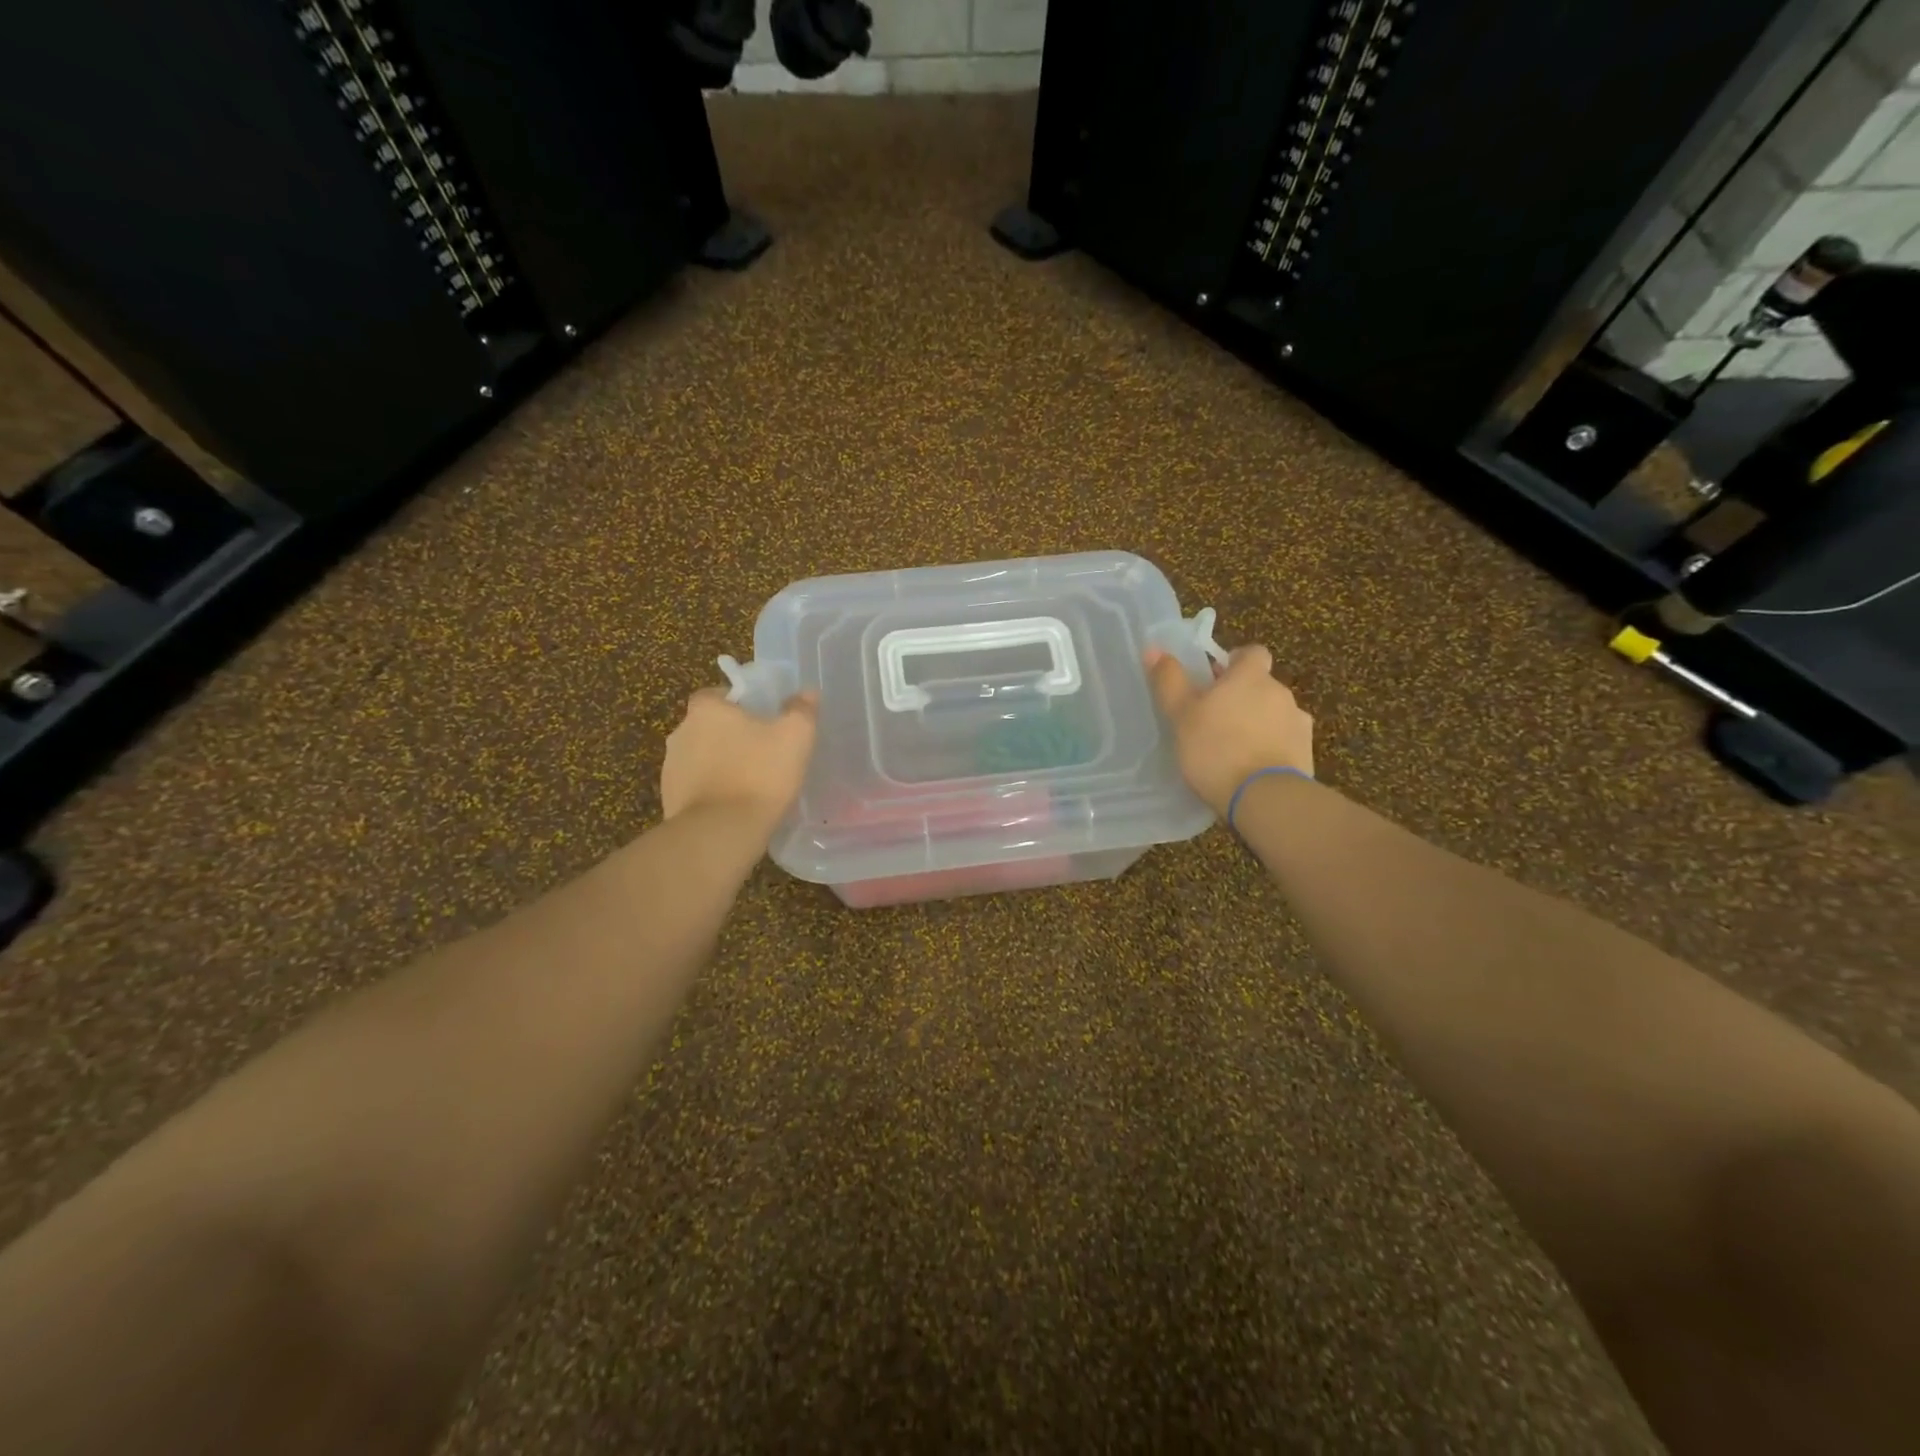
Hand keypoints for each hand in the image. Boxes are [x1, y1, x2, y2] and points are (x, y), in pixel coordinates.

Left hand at [661, 688, 817, 833]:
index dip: (739, 704)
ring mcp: (671, 768)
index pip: (717, 694)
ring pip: (701, 757)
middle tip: (761, 751)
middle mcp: (680, 732)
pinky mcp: (670, 798)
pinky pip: (696, 786)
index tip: (760, 719)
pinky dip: (712, 790)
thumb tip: (807, 693)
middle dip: (730, 735)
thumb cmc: (759, 774)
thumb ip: (801, 710)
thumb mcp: (795, 736)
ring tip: (750, 782)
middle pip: (708, 726)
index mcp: (705, 709)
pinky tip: (735, 805)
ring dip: (720, 764)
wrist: (721, 832)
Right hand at [1144, 645, 1313, 814]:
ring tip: (1233, 749)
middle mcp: (1280, 692)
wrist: (1264, 796)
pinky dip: (1272, 748)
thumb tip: (1153, 648)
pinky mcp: (1306, 752)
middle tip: (1214, 720)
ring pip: (1274, 714)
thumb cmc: (1216, 748)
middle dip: (1242, 697)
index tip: (1217, 679)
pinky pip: (1285, 741)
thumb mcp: (1181, 714)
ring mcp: (1298, 723)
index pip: (1252, 653)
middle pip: (1262, 685)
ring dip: (1258, 723)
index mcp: (1250, 676)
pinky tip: (1253, 768)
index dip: (1236, 662)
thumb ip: (1169, 681)